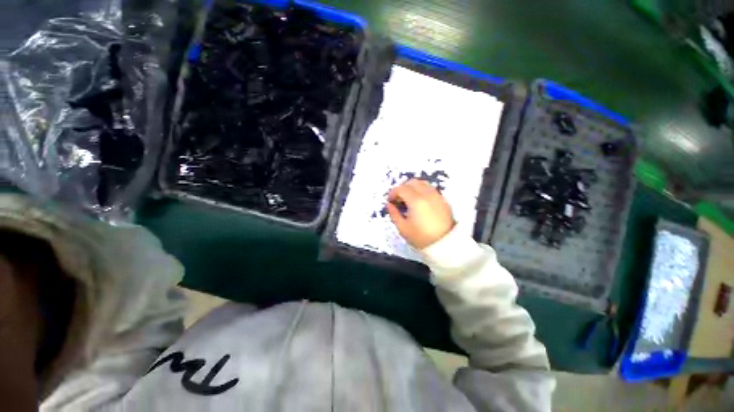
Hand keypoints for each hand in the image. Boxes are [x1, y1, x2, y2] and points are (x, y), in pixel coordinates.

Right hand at [387, 179, 454, 248]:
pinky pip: (430, 188)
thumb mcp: (403, 228)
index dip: (393, 193)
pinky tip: (419, 201)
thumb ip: (394, 214)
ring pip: (422, 183)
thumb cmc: (421, 238)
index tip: (390, 201)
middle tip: (399, 199)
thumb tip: (389, 204)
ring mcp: (436, 195)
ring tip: (409, 199)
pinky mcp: (443, 199)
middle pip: (412, 182)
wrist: (445, 244)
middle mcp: (427, 194)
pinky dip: (422, 190)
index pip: (401, 189)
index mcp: (416, 201)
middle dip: (402, 188)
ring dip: (413, 187)